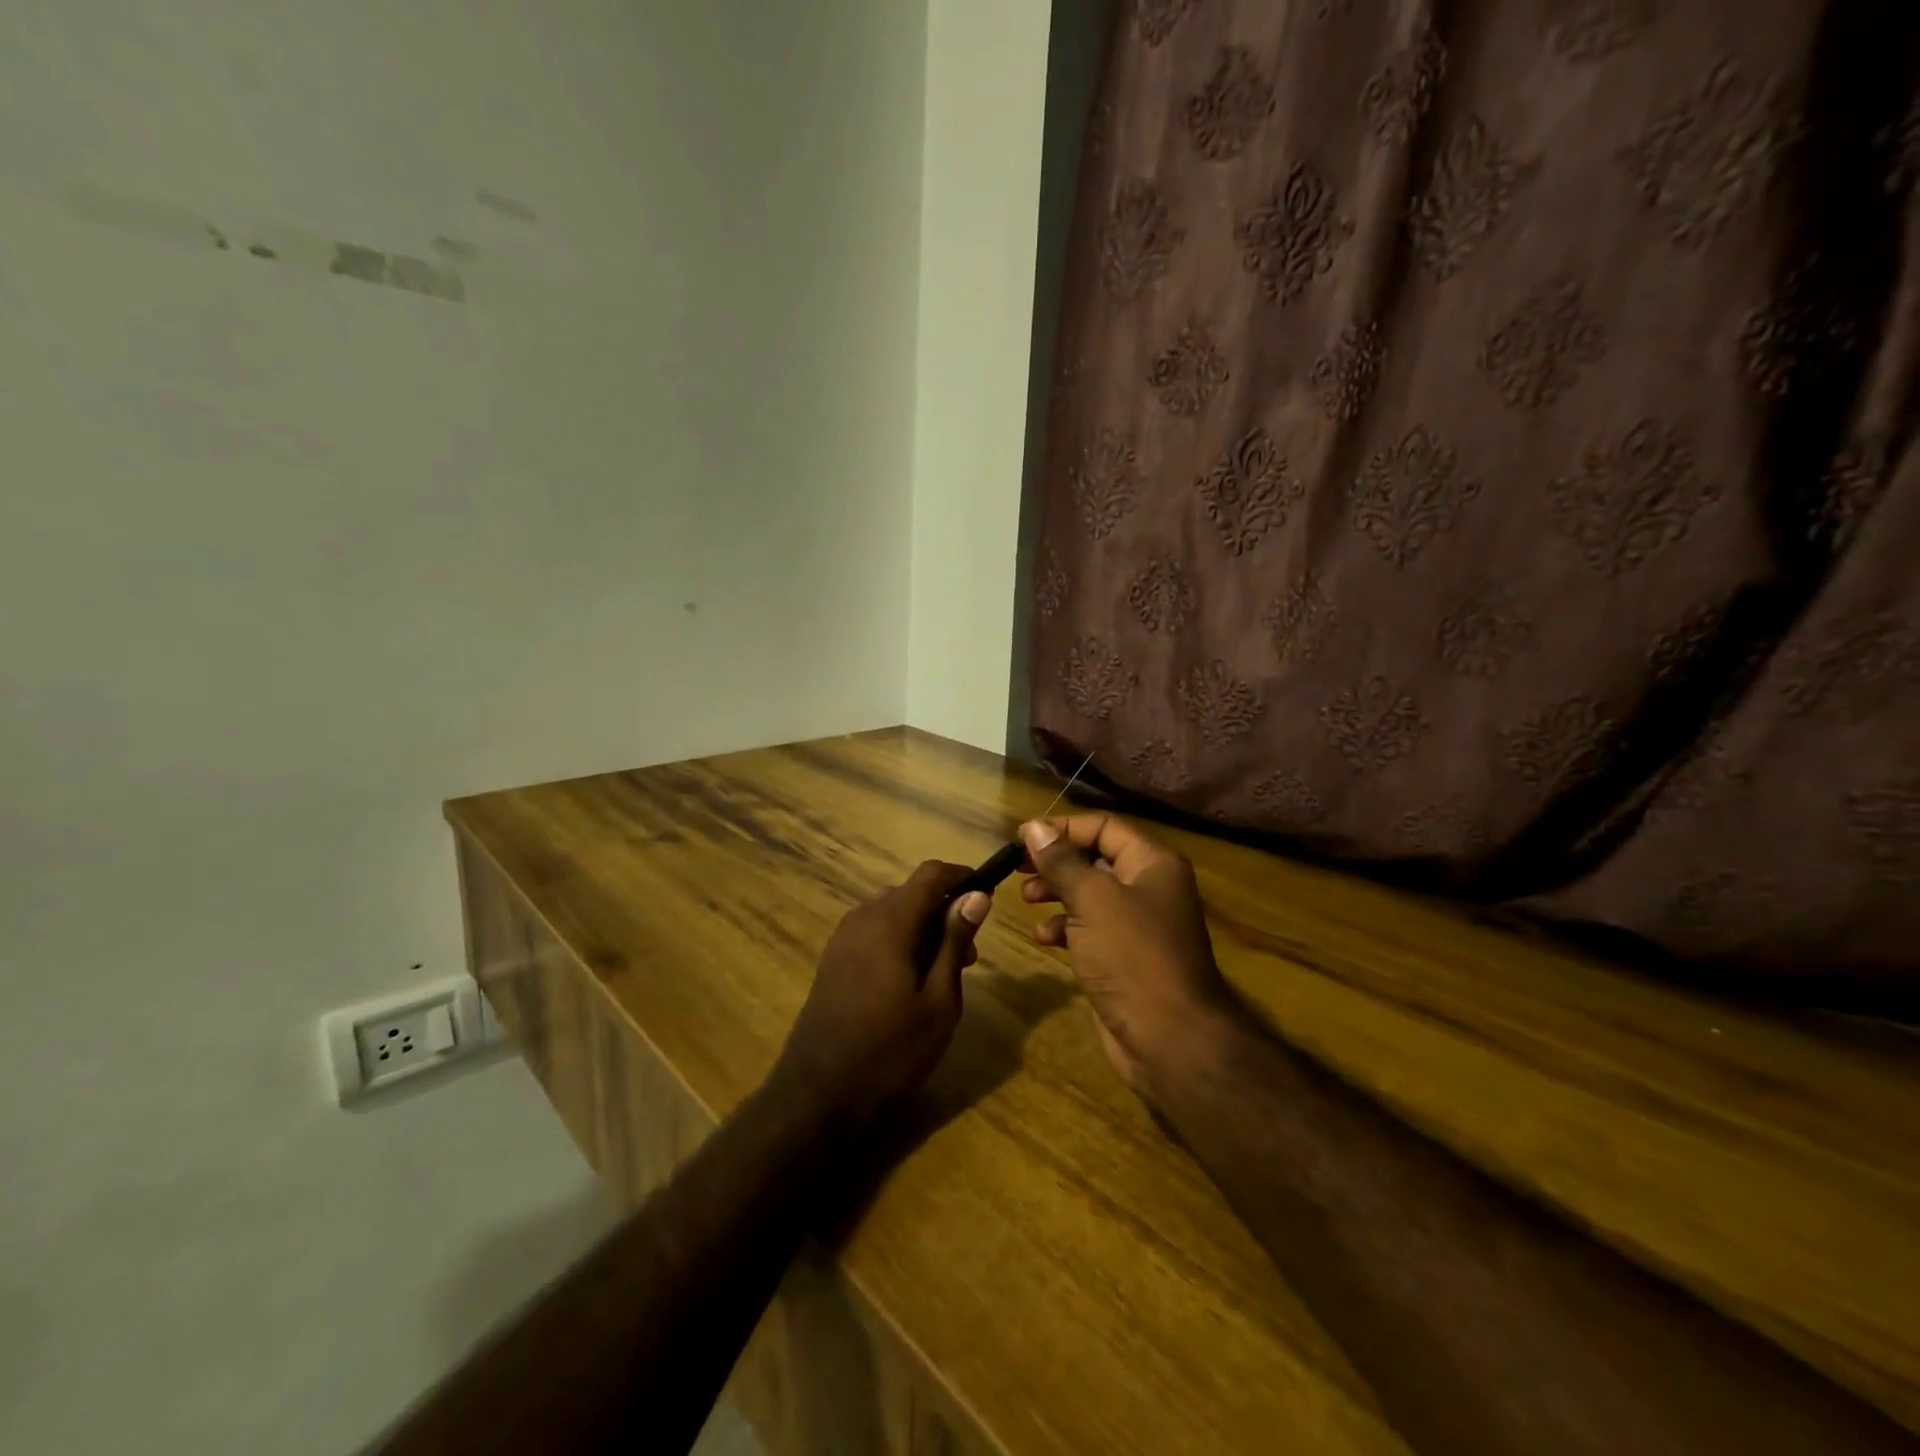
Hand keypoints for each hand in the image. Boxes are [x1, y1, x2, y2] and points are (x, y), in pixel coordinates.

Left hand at [771, 861, 991, 1127]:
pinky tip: (909, 980)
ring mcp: (843, 937)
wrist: (819, 1093)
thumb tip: (977, 895)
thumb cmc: (891, 1049)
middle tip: (970, 955)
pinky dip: (899, 939)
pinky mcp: (833, 957)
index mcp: (890, 920)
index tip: (986, 898)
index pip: (931, 874)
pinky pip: (874, 930)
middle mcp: (863, 917)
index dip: (962, 877)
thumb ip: (954, 941)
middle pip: (911, 892)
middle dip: (945, 910)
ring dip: (922, 926)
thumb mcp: (939, 1000)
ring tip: (943, 972)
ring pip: (892, 911)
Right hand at [1020, 815, 1235, 1102]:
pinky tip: (1044, 937)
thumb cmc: (1132, 956)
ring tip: (1026, 899)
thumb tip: (1033, 825)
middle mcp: (1149, 886)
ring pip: (1089, 893)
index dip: (1062, 828)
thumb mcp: (1092, 900)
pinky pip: (1090, 927)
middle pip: (1095, 857)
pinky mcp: (1125, 955)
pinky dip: (1065, 926)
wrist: (1169, 1038)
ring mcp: (1138, 923)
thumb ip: (1061, 861)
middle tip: (1018, 868)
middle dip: (1055, 861)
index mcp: (1152, 863)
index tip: (1021, 838)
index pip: (1103, 826)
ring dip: (1056, 892)